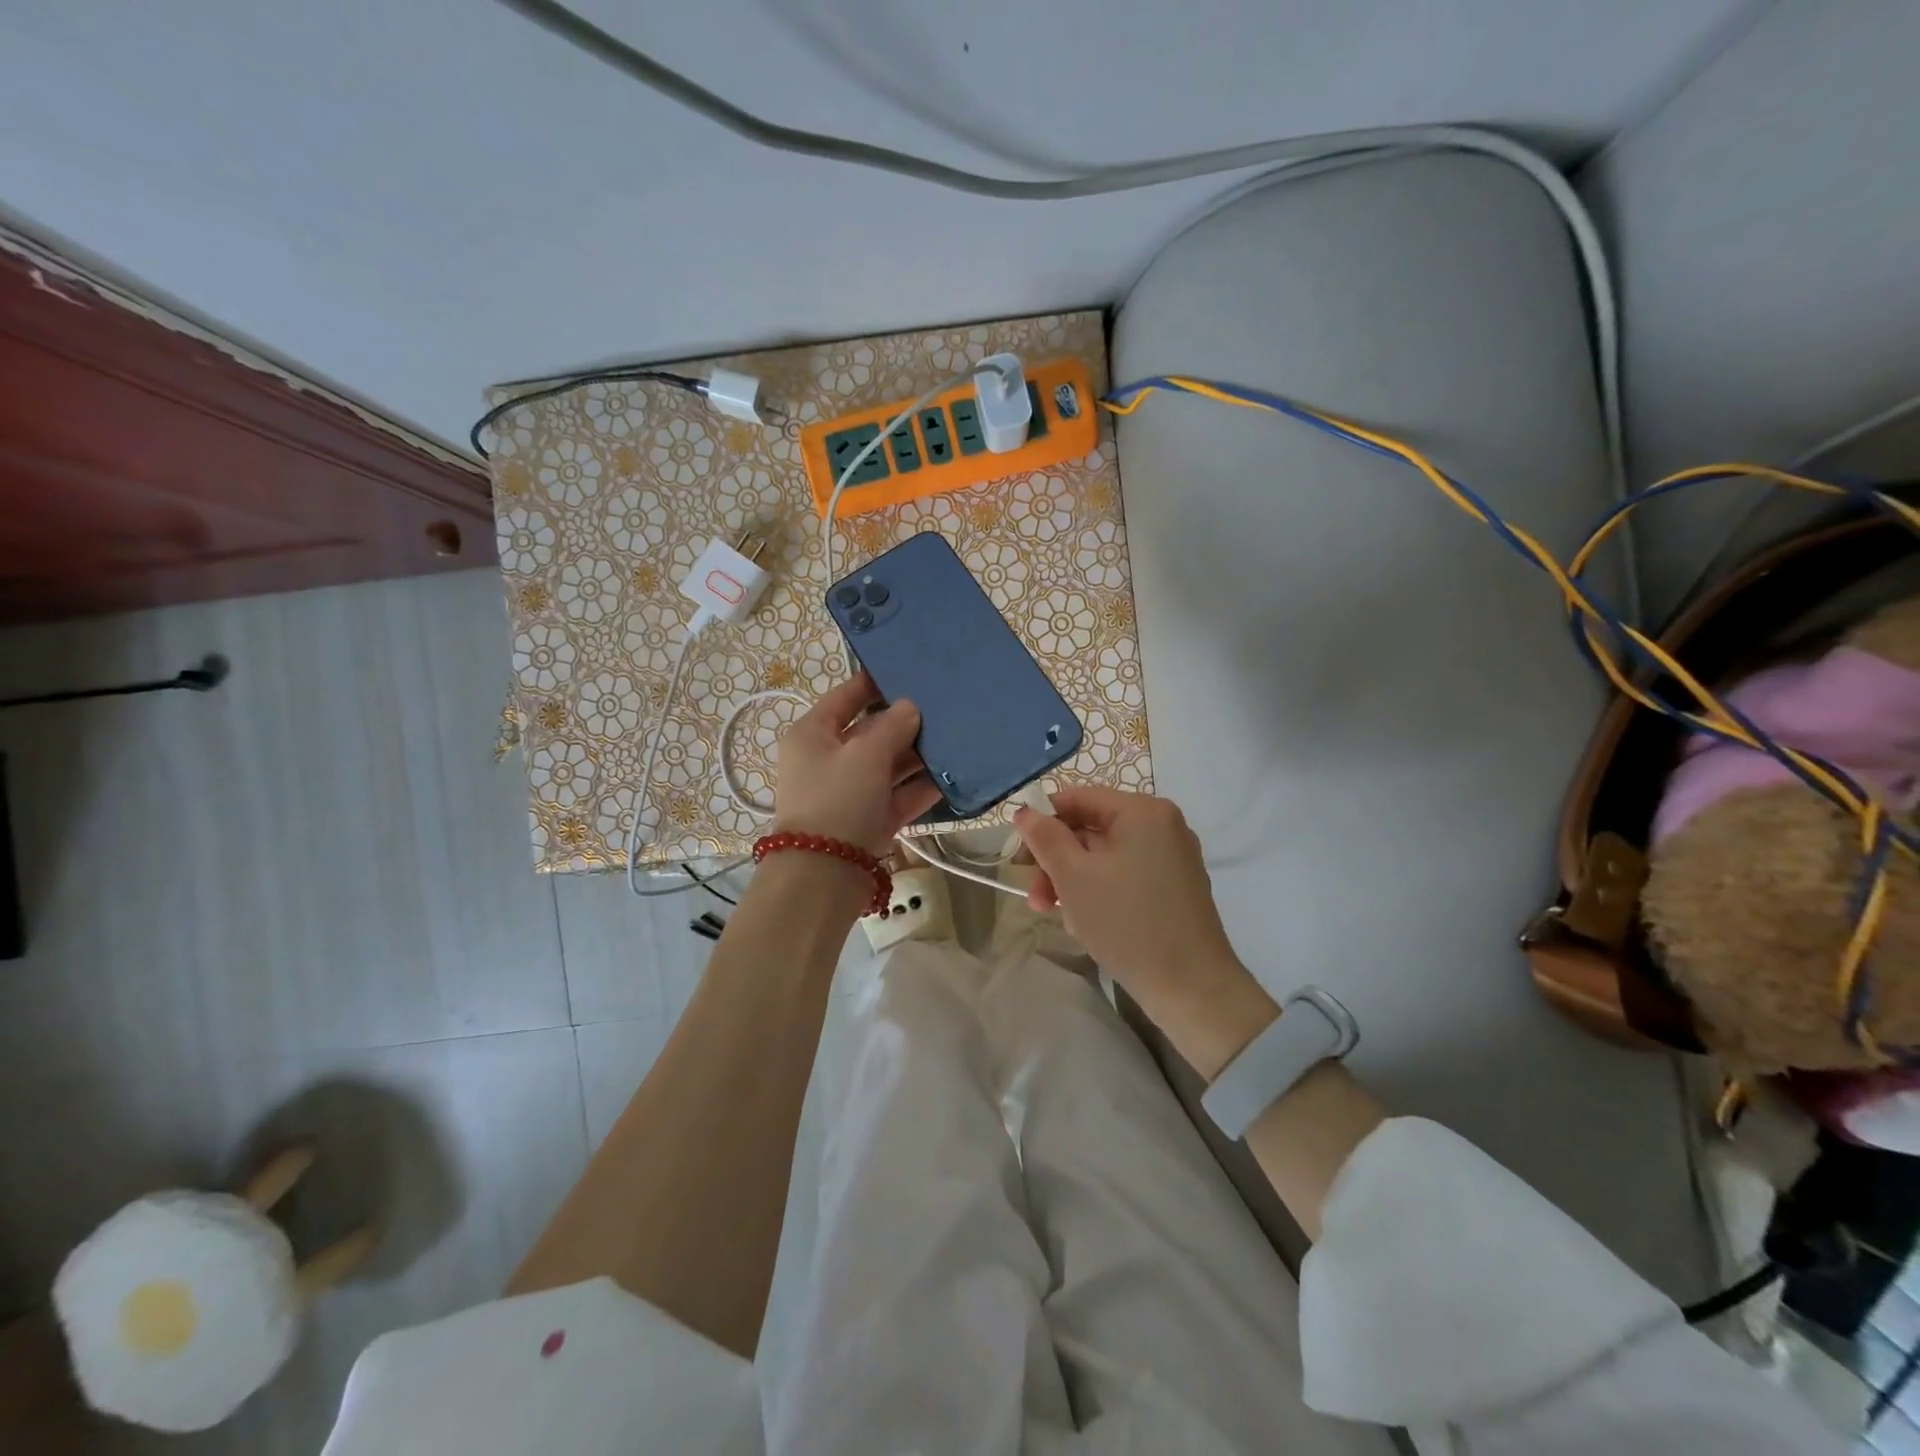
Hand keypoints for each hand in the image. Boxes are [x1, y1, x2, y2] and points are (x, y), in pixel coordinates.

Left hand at [773, 673, 941, 854]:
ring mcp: (850, 791)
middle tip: (945, 705)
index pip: (846, 697)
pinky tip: (953, 776)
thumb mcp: (865, 754)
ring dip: (918, 755)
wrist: (824, 876)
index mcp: (813, 734)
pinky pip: (899, 795)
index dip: (875, 682)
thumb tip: (910, 707)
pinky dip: (922, 787)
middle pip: (871, 731)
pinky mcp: (869, 819)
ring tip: (957, 737)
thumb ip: (892, 726)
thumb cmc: (838, 800)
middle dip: (906, 722)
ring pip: (889, 764)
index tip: (909, 669)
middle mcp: (829, 759)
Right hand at [1015, 787, 1278, 1075]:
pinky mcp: (1175, 887)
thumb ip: (1045, 838)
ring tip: (1053, 914)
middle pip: (1091, 828)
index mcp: (1143, 811)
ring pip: (1105, 856)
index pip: (1078, 798)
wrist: (1191, 988)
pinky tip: (1083, 920)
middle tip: (1033, 895)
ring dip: (1072, 879)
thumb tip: (1025, 811)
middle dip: (1056, 860)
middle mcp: (1162, 825)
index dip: (1042, 821)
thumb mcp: (1074, 877)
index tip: (1018, 856)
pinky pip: (1125, 875)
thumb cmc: (1127, 923)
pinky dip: (1099, 890)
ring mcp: (1172, 857)